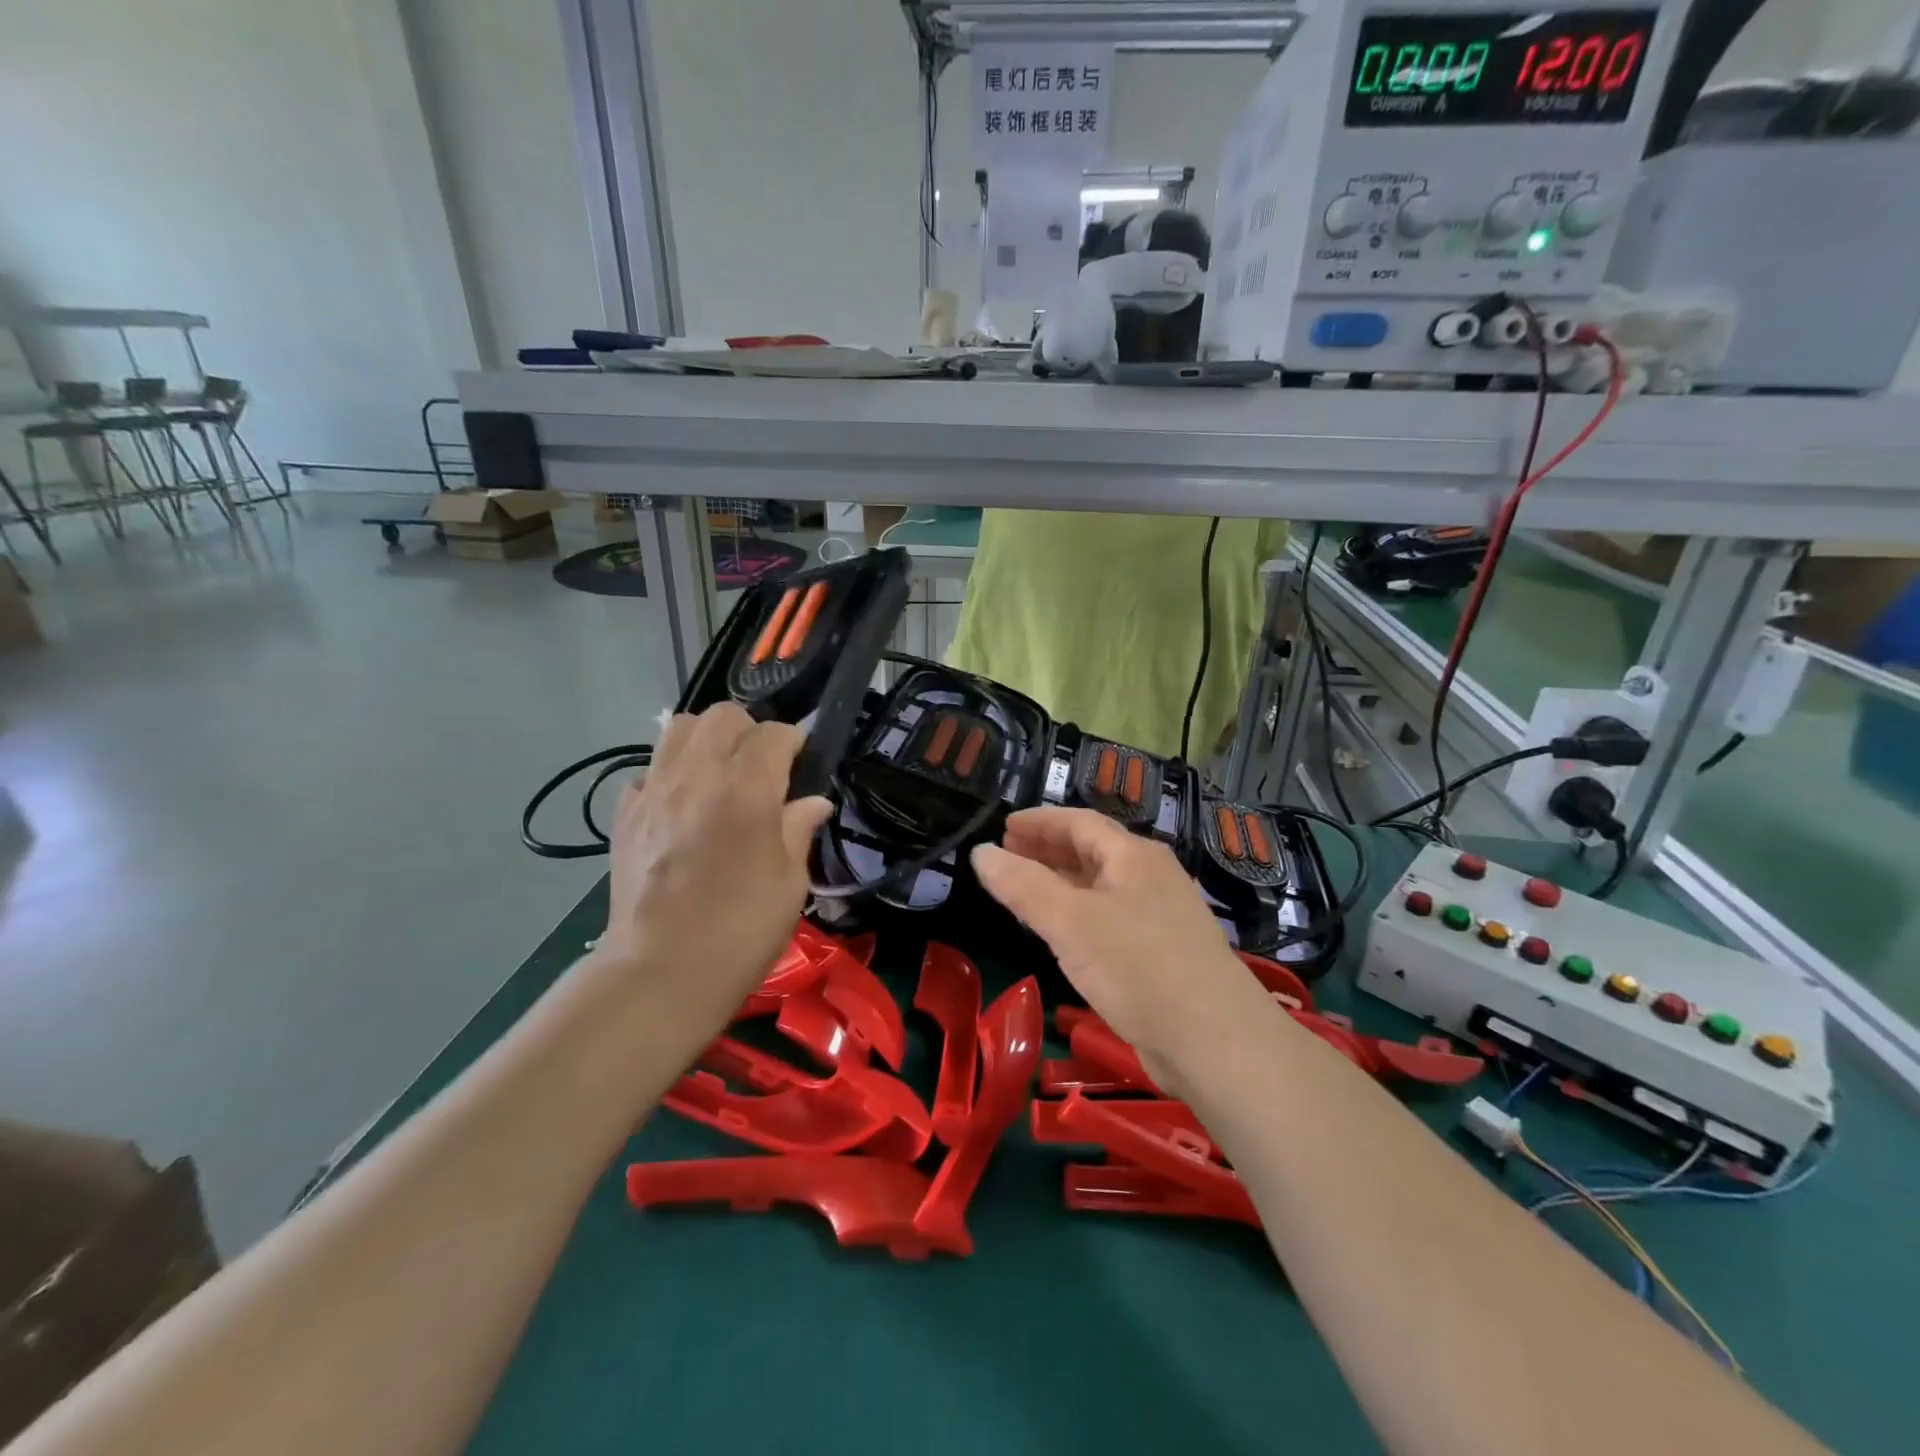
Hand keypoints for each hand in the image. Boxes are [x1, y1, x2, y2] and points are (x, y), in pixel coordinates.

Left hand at [597, 704, 832, 1016]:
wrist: (661, 973)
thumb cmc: (741, 930)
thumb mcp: (790, 882)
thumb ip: (799, 829)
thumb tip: (813, 802)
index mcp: (747, 790)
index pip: (774, 734)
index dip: (794, 742)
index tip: (802, 764)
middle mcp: (697, 776)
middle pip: (723, 715)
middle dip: (749, 731)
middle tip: (761, 767)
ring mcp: (654, 791)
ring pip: (678, 728)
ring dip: (706, 740)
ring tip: (719, 774)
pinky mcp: (625, 814)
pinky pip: (648, 769)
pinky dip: (669, 774)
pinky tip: (682, 806)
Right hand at [970, 808, 1258, 1080]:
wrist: (1215, 1041)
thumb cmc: (1138, 967)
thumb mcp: (1071, 922)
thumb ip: (1022, 886)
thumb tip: (980, 853)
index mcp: (1133, 856)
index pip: (1079, 822)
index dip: (1039, 821)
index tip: (1003, 827)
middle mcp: (1150, 876)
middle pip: (1092, 850)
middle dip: (1047, 849)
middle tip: (1007, 854)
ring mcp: (1160, 915)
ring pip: (1101, 886)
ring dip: (1061, 882)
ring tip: (1023, 889)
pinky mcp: (1162, 952)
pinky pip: (1110, 917)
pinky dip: (1078, 913)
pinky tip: (1062, 933)